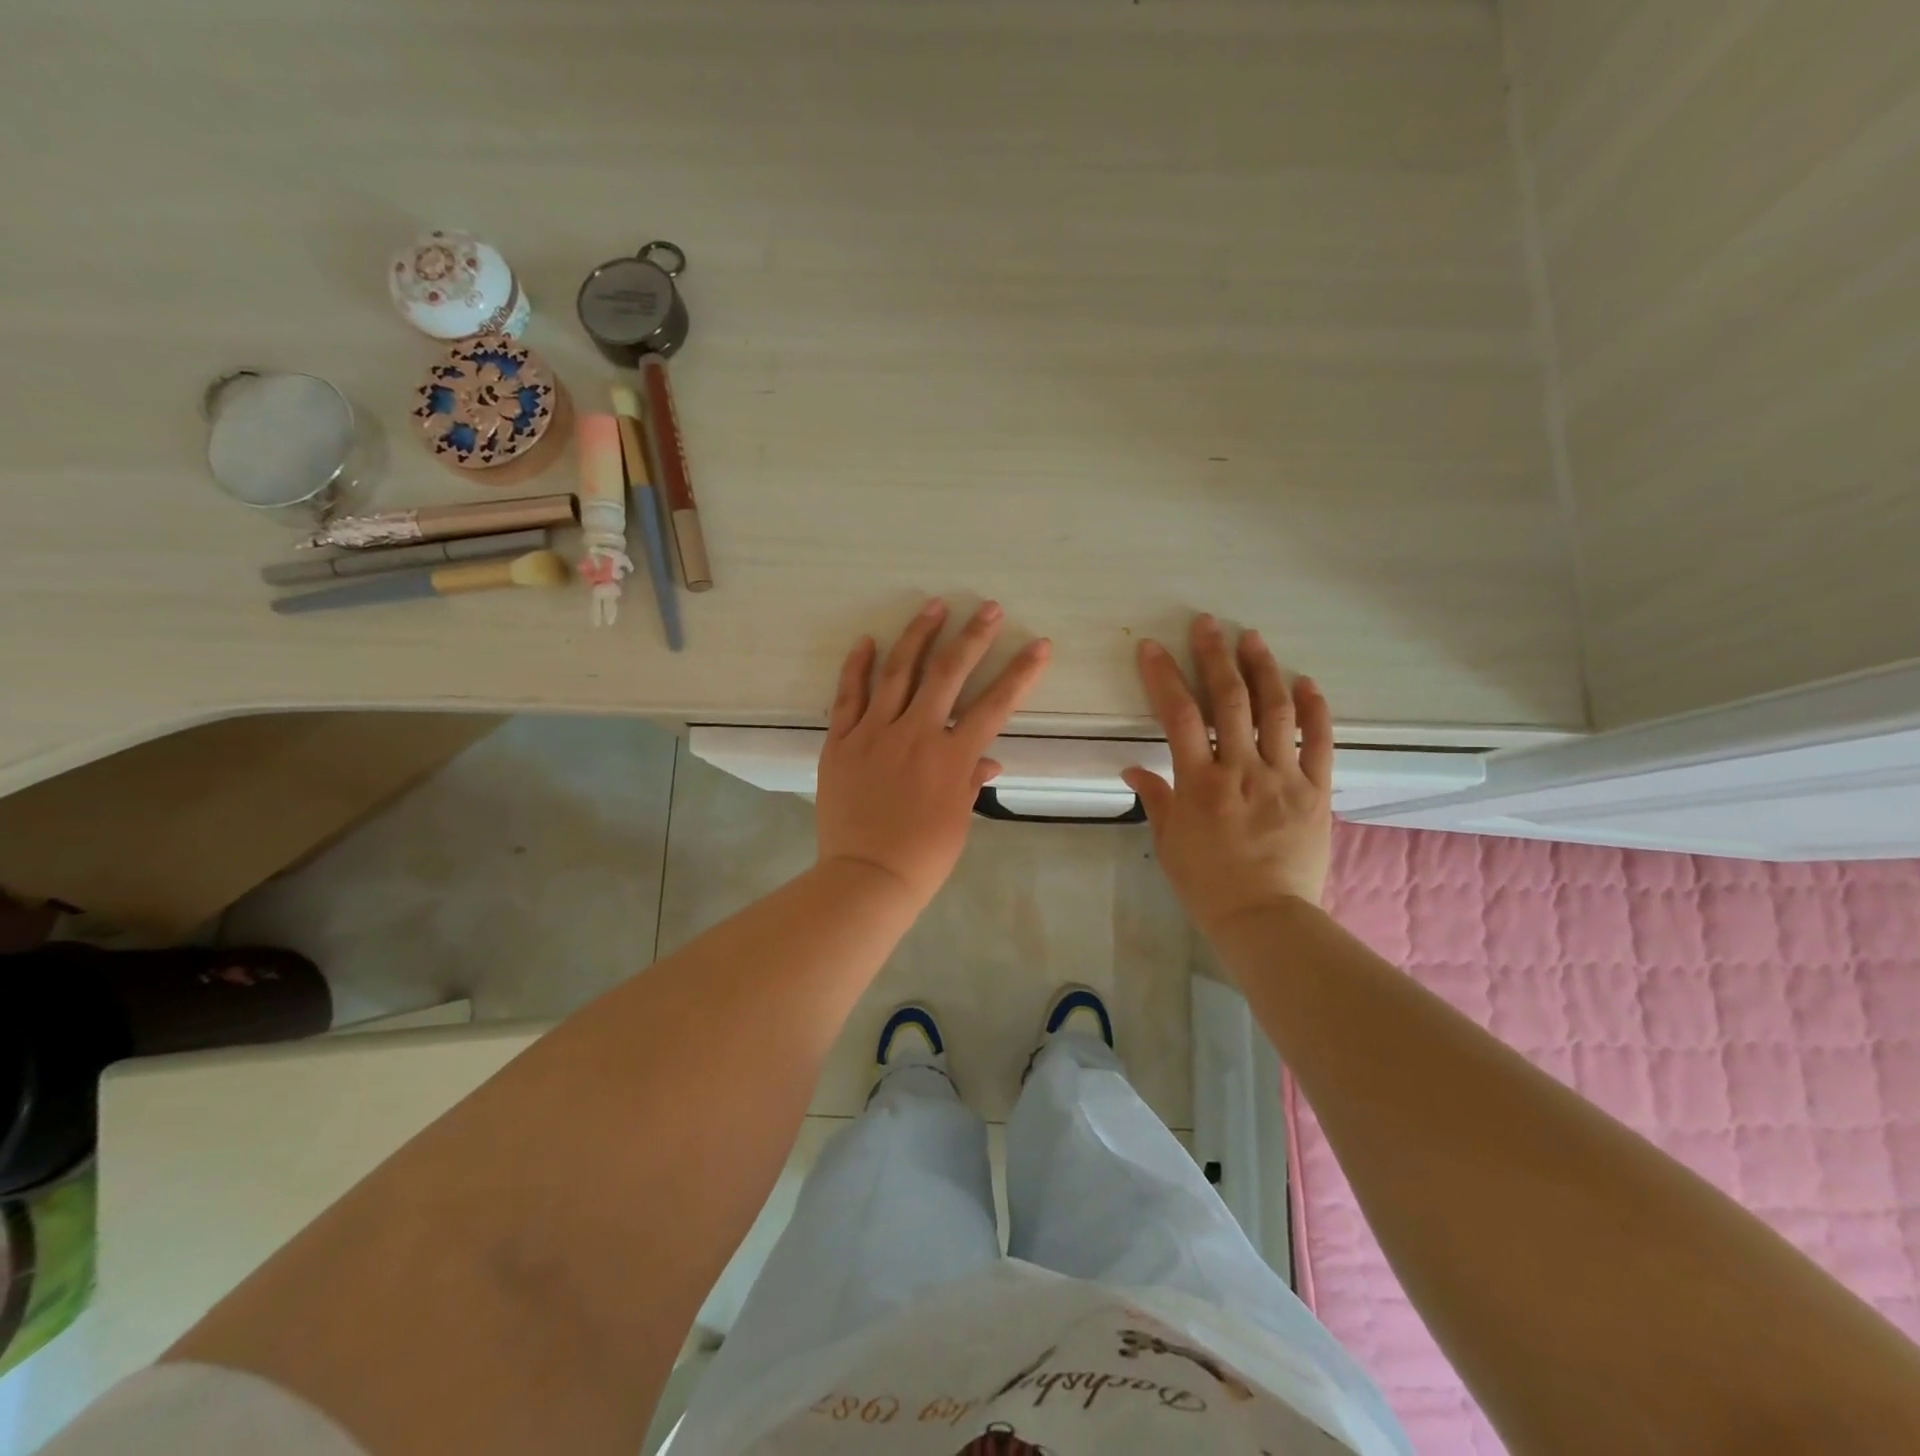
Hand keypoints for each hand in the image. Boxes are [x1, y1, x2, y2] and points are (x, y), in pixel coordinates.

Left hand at [817, 600, 1050, 909]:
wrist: (866, 877)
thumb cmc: (922, 856)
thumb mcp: (959, 820)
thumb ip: (971, 780)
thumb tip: (988, 758)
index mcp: (951, 757)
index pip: (995, 705)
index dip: (1020, 673)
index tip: (1039, 644)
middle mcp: (916, 734)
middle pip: (948, 674)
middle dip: (973, 637)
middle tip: (989, 608)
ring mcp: (874, 733)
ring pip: (898, 672)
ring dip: (918, 635)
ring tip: (933, 605)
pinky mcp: (841, 741)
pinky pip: (848, 696)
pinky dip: (857, 667)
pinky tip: (867, 641)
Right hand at [1121, 615, 1333, 937]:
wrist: (1266, 918)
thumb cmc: (1207, 884)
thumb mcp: (1169, 842)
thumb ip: (1155, 798)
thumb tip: (1133, 770)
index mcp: (1200, 783)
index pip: (1178, 716)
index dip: (1164, 676)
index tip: (1152, 647)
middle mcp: (1242, 770)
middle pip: (1229, 701)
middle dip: (1215, 657)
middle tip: (1207, 624)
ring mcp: (1283, 777)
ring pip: (1275, 712)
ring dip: (1263, 670)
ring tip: (1252, 638)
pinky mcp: (1316, 791)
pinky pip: (1319, 743)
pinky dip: (1314, 710)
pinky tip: (1306, 682)